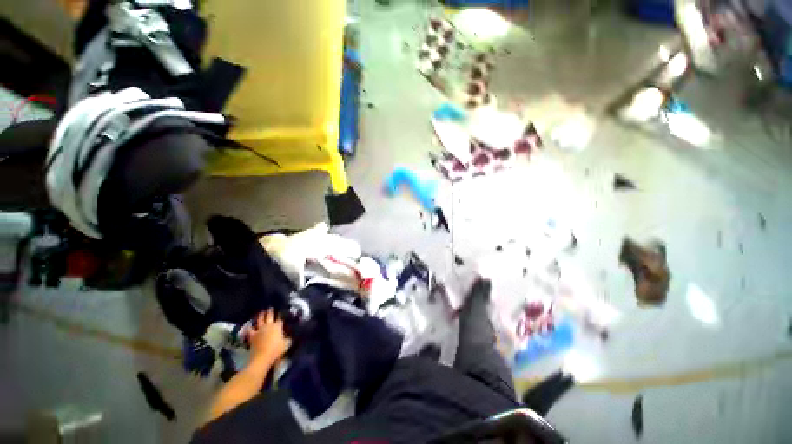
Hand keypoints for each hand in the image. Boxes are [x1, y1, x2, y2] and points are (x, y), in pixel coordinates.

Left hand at [247, 310, 290, 364]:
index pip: (280, 318)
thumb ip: (288, 339)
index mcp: (278, 326)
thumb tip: (289, 336)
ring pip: (260, 320)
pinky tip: (249, 324)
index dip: (281, 314)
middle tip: (270, 307)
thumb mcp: (287, 344)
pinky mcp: (252, 335)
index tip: (281, 311)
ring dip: (261, 315)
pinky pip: (250, 329)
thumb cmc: (276, 350)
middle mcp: (269, 325)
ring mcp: (259, 329)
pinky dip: (250, 326)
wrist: (262, 356)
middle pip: (270, 316)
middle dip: (270, 311)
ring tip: (261, 312)